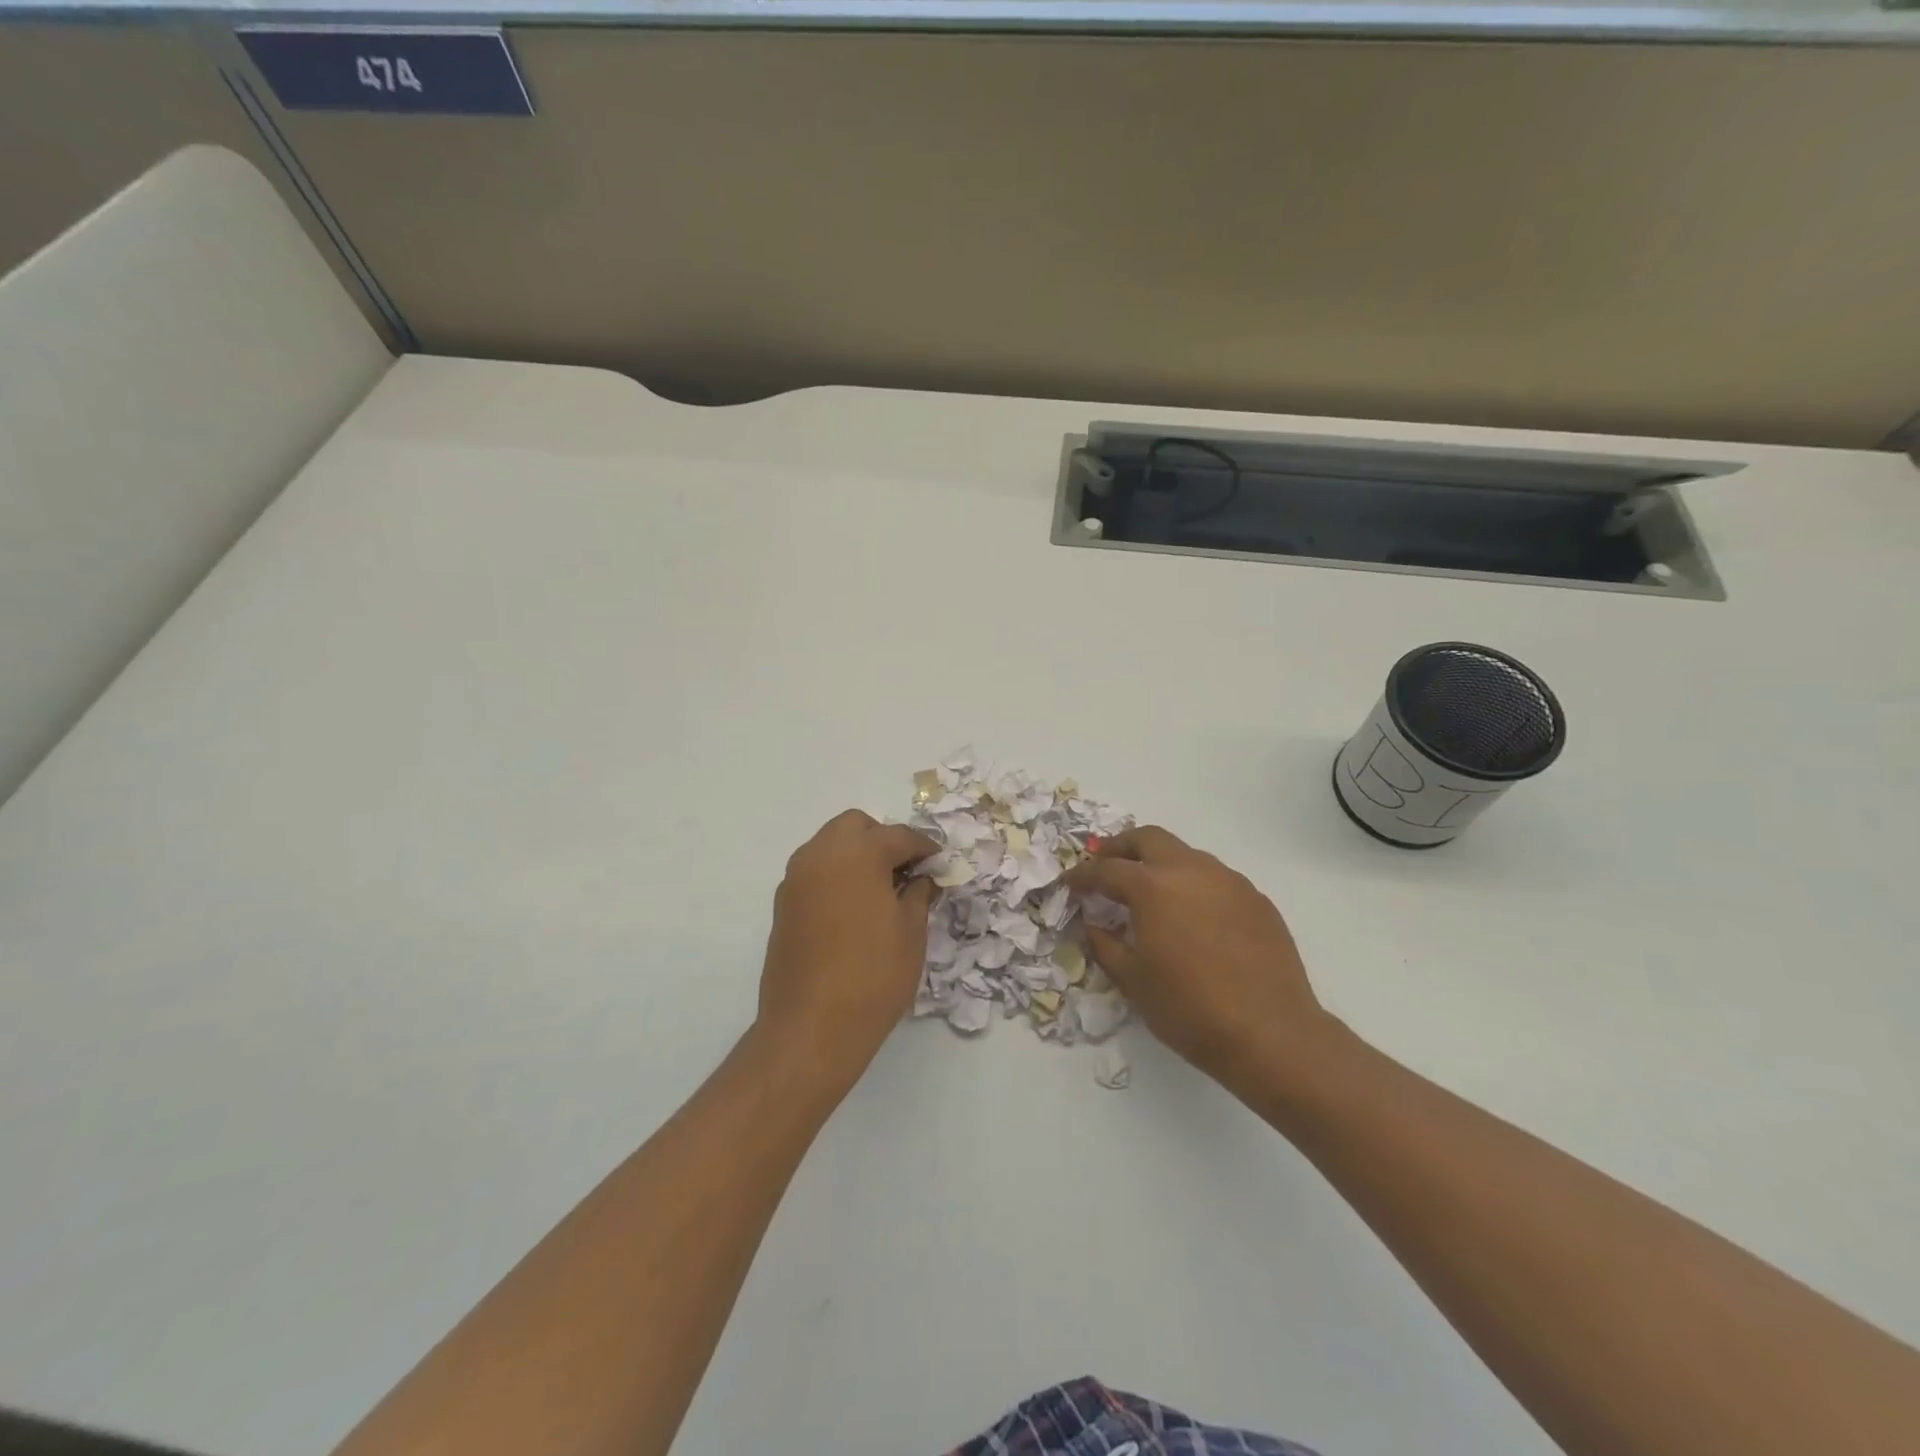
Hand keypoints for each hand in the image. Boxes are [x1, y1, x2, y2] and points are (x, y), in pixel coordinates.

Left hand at [757, 810, 937, 1088]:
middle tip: (906, 869)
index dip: (924, 847)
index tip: (939, 862)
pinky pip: (814, 871)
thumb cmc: (873, 975)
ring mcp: (796, 879)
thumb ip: (918, 895)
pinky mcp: (783, 905)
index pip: (898, 836)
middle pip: (855, 826)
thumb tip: (922, 879)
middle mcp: (821, 855)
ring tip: (881, 888)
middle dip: (883, 839)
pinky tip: (854, 907)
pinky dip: (836, 875)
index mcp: (858, 853)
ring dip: (856, 854)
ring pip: (829, 845)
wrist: (811, 1027)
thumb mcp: (911, 933)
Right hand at [1066, 826, 1335, 1090]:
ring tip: (1150, 892)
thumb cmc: (1189, 1009)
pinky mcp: (1256, 899)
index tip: (1069, 884)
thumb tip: (1094, 924)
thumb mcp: (1133, 981)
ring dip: (1160, 864)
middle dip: (1121, 847)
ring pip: (1185, 854)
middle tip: (1106, 866)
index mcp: (1153, 886)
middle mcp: (1191, 870)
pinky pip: (1215, 879)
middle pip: (1148, 838)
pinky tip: (1192, 916)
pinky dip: (1193, 885)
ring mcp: (1229, 881)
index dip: (1082, 876)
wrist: (1271, 1034)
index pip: (1106, 869)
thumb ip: (1105, 944)